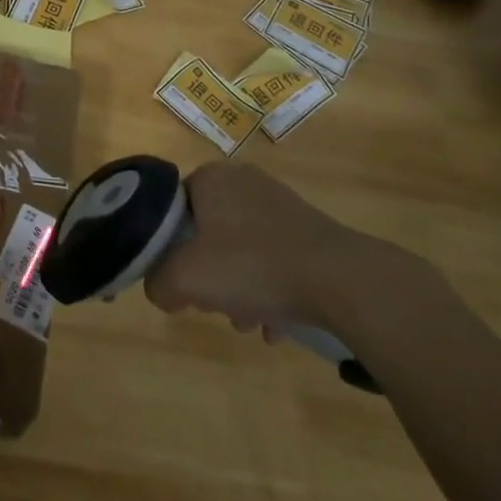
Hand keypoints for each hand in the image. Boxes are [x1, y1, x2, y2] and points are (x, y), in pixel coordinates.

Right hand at [144, 162, 372, 337]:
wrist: (342, 279)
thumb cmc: (254, 266)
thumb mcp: (187, 278)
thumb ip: (158, 282)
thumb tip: (161, 289)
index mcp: (210, 178)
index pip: (172, 211)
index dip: (170, 251)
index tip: (182, 283)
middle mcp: (242, 180)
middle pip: (206, 234)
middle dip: (208, 275)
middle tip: (214, 305)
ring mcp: (278, 202)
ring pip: (240, 249)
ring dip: (239, 287)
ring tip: (249, 323)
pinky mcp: (307, 227)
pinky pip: (273, 257)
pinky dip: (269, 287)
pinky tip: (276, 323)